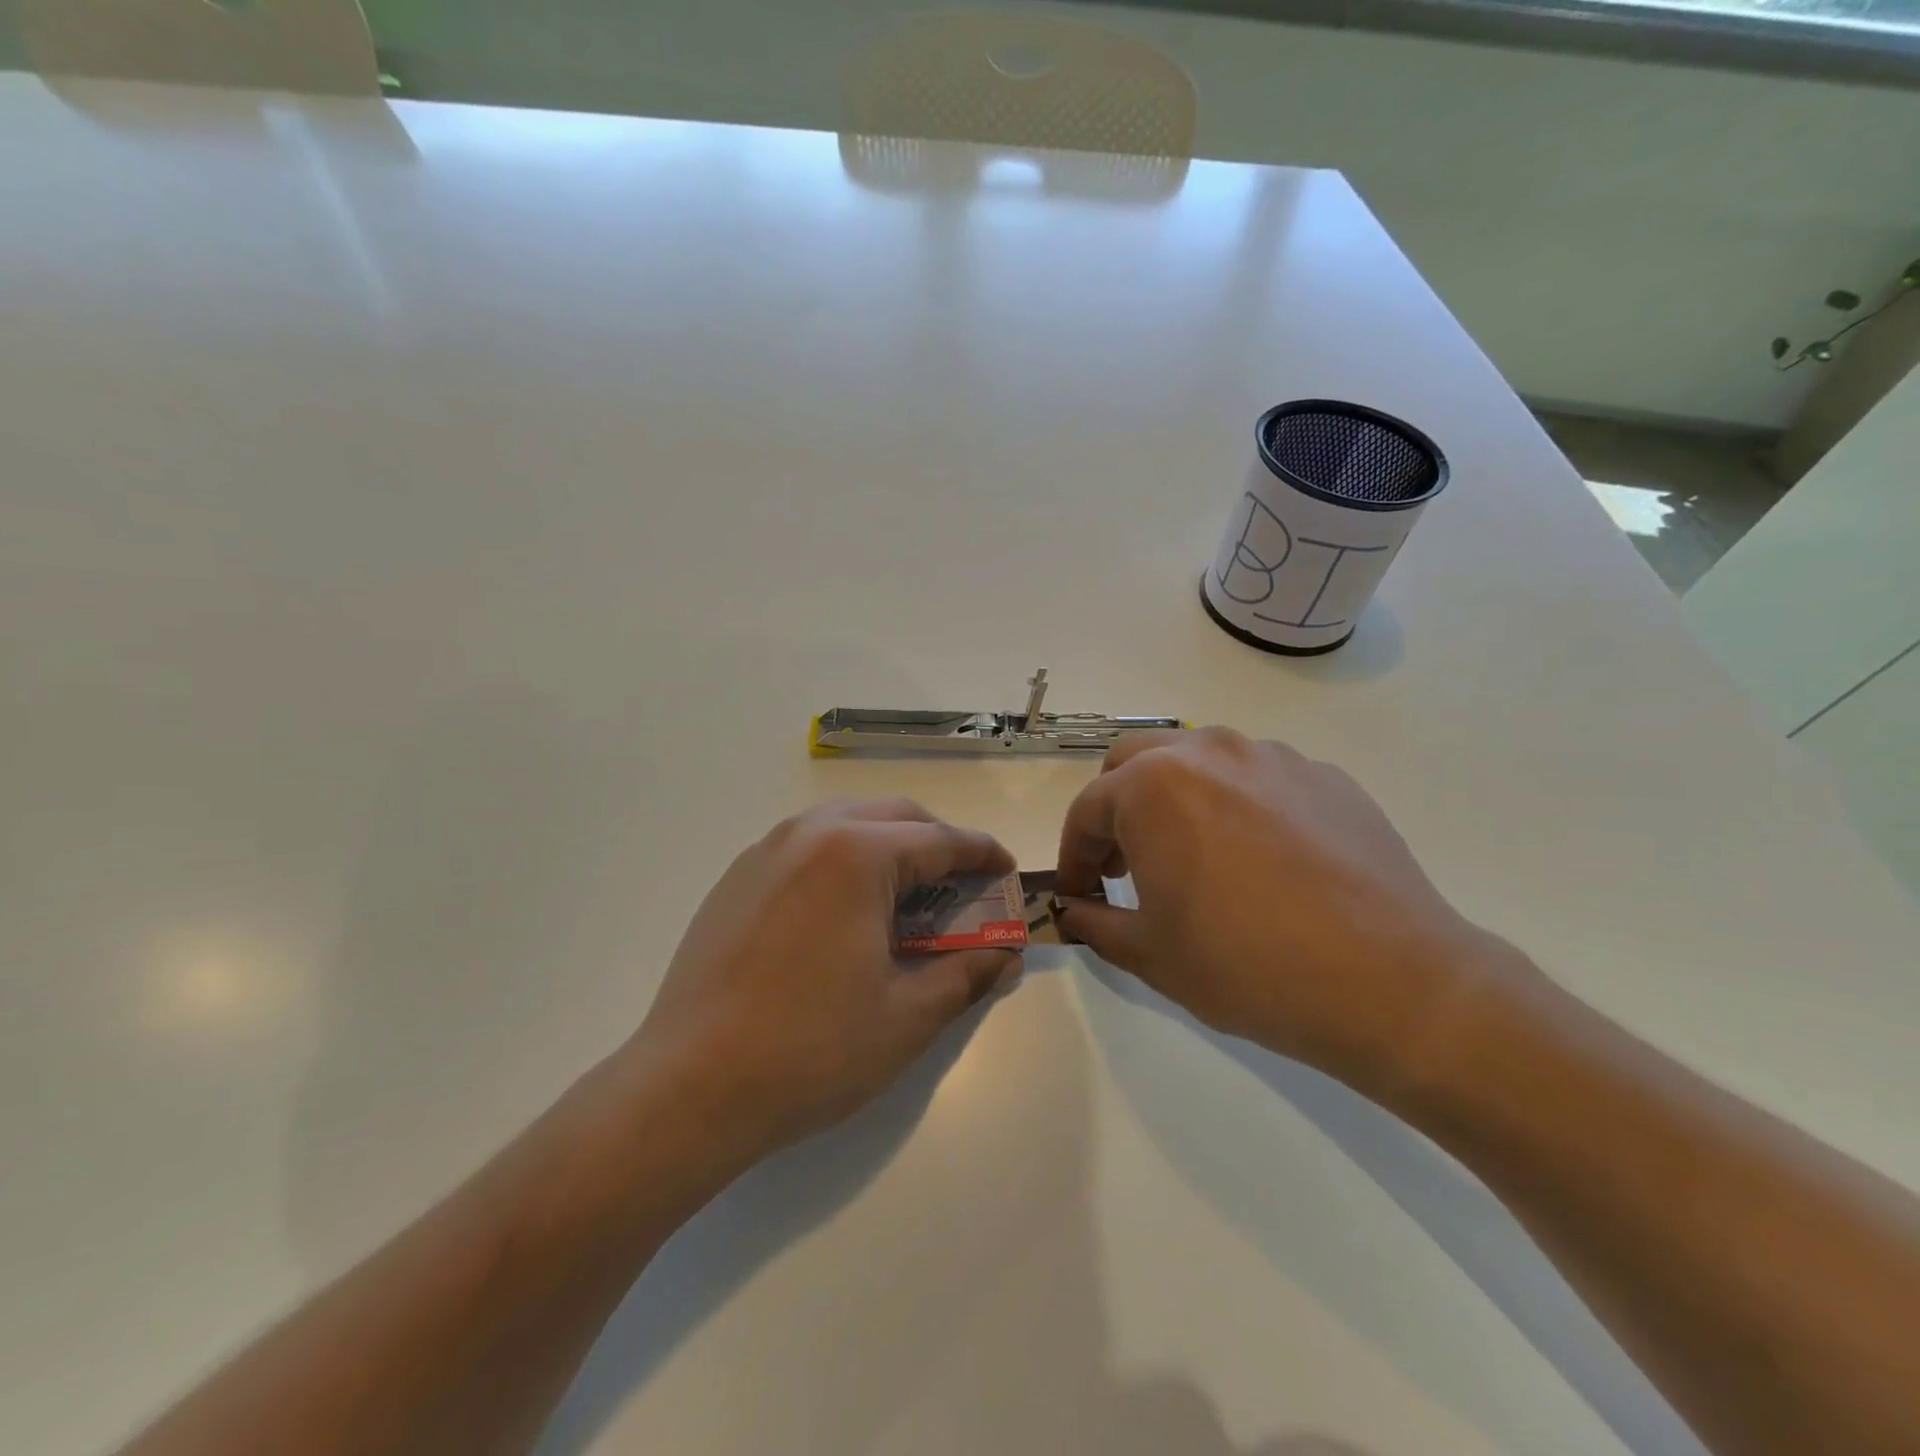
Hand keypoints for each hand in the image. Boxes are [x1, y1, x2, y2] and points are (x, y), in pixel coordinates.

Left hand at [629, 798, 1019, 1163]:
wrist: (688, 1088)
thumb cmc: (811, 1050)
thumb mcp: (907, 1017)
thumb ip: (966, 975)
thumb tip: (1006, 957)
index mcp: (858, 854)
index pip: (941, 840)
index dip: (982, 854)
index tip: (1006, 870)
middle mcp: (811, 833)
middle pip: (895, 817)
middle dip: (937, 842)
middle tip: (961, 885)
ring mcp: (766, 851)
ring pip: (846, 823)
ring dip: (888, 845)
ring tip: (906, 894)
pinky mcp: (736, 877)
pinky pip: (806, 845)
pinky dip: (843, 858)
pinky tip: (844, 910)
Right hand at [1054, 728, 1517, 1092]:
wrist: (1391, 983)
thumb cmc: (1247, 966)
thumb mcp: (1151, 955)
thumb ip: (1096, 923)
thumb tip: (1073, 912)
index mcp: (1152, 787)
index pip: (1087, 809)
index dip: (1073, 855)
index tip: (1079, 894)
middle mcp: (1207, 753)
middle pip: (1133, 762)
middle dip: (1116, 809)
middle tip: (1127, 865)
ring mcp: (1272, 758)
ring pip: (1197, 760)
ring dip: (1174, 798)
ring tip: (1194, 858)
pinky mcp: (1325, 777)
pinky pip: (1257, 777)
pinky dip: (1236, 805)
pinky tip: (1261, 862)